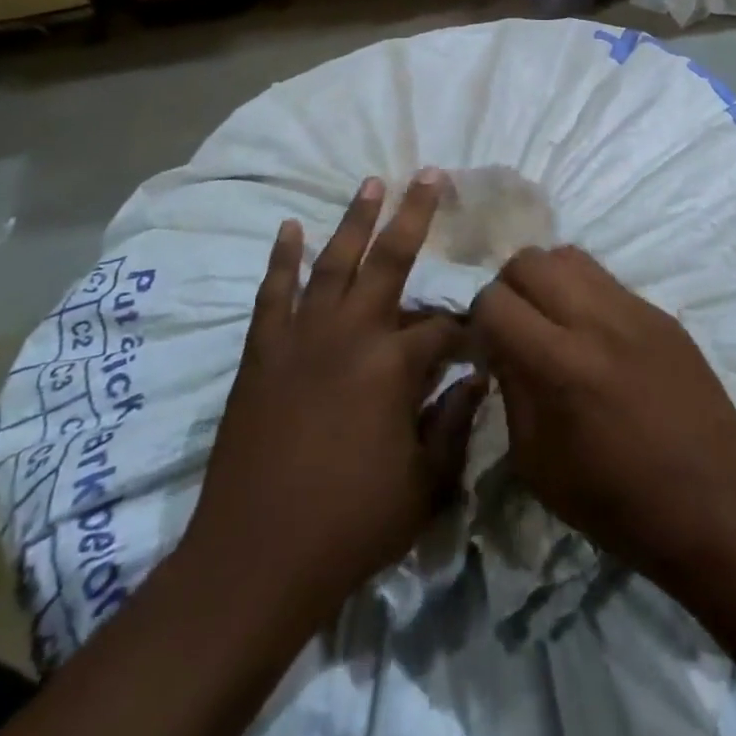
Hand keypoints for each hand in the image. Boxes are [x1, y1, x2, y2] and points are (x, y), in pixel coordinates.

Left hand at [182, 173, 485, 622]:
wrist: (255, 560)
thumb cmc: (351, 525)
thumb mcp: (425, 485)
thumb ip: (455, 424)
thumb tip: (476, 378)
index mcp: (394, 365)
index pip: (443, 327)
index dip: (466, 328)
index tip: (480, 333)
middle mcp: (351, 334)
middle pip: (390, 260)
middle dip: (415, 215)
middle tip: (430, 174)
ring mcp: (302, 338)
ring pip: (333, 263)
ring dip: (354, 220)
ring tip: (371, 183)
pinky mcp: (263, 353)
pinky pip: (274, 294)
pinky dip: (282, 259)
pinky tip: (290, 229)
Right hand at [469, 246, 735, 584]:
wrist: (714, 506)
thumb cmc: (617, 504)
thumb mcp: (537, 464)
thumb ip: (511, 391)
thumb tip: (500, 349)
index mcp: (560, 364)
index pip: (494, 300)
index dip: (480, 322)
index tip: (488, 348)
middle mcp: (596, 320)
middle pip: (528, 260)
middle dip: (509, 289)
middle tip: (517, 328)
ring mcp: (635, 310)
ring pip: (569, 256)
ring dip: (547, 282)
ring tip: (554, 323)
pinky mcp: (662, 313)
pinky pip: (607, 280)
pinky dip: (585, 296)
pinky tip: (596, 338)